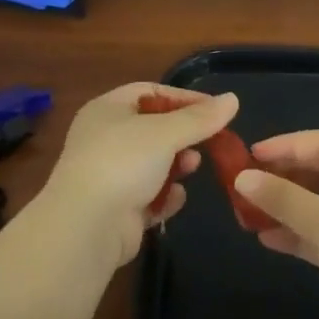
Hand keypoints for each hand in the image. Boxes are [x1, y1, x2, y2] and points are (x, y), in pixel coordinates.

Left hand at [37, 83, 239, 269]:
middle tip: (206, 142)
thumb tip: (232, 99)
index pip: (150, 92)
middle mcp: (104, 139)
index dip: (183, 98)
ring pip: (152, 164)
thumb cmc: (123, 163)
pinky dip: (164, 196)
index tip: (215, 109)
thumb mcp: (166, 133)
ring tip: (191, 168)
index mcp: (107, 110)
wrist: (86, 227)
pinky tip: (176, 198)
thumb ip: (200, 118)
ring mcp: (108, 176)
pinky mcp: (116, 209)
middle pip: (153, 129)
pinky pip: (148, 196)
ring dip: (176, 165)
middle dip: (182, 135)